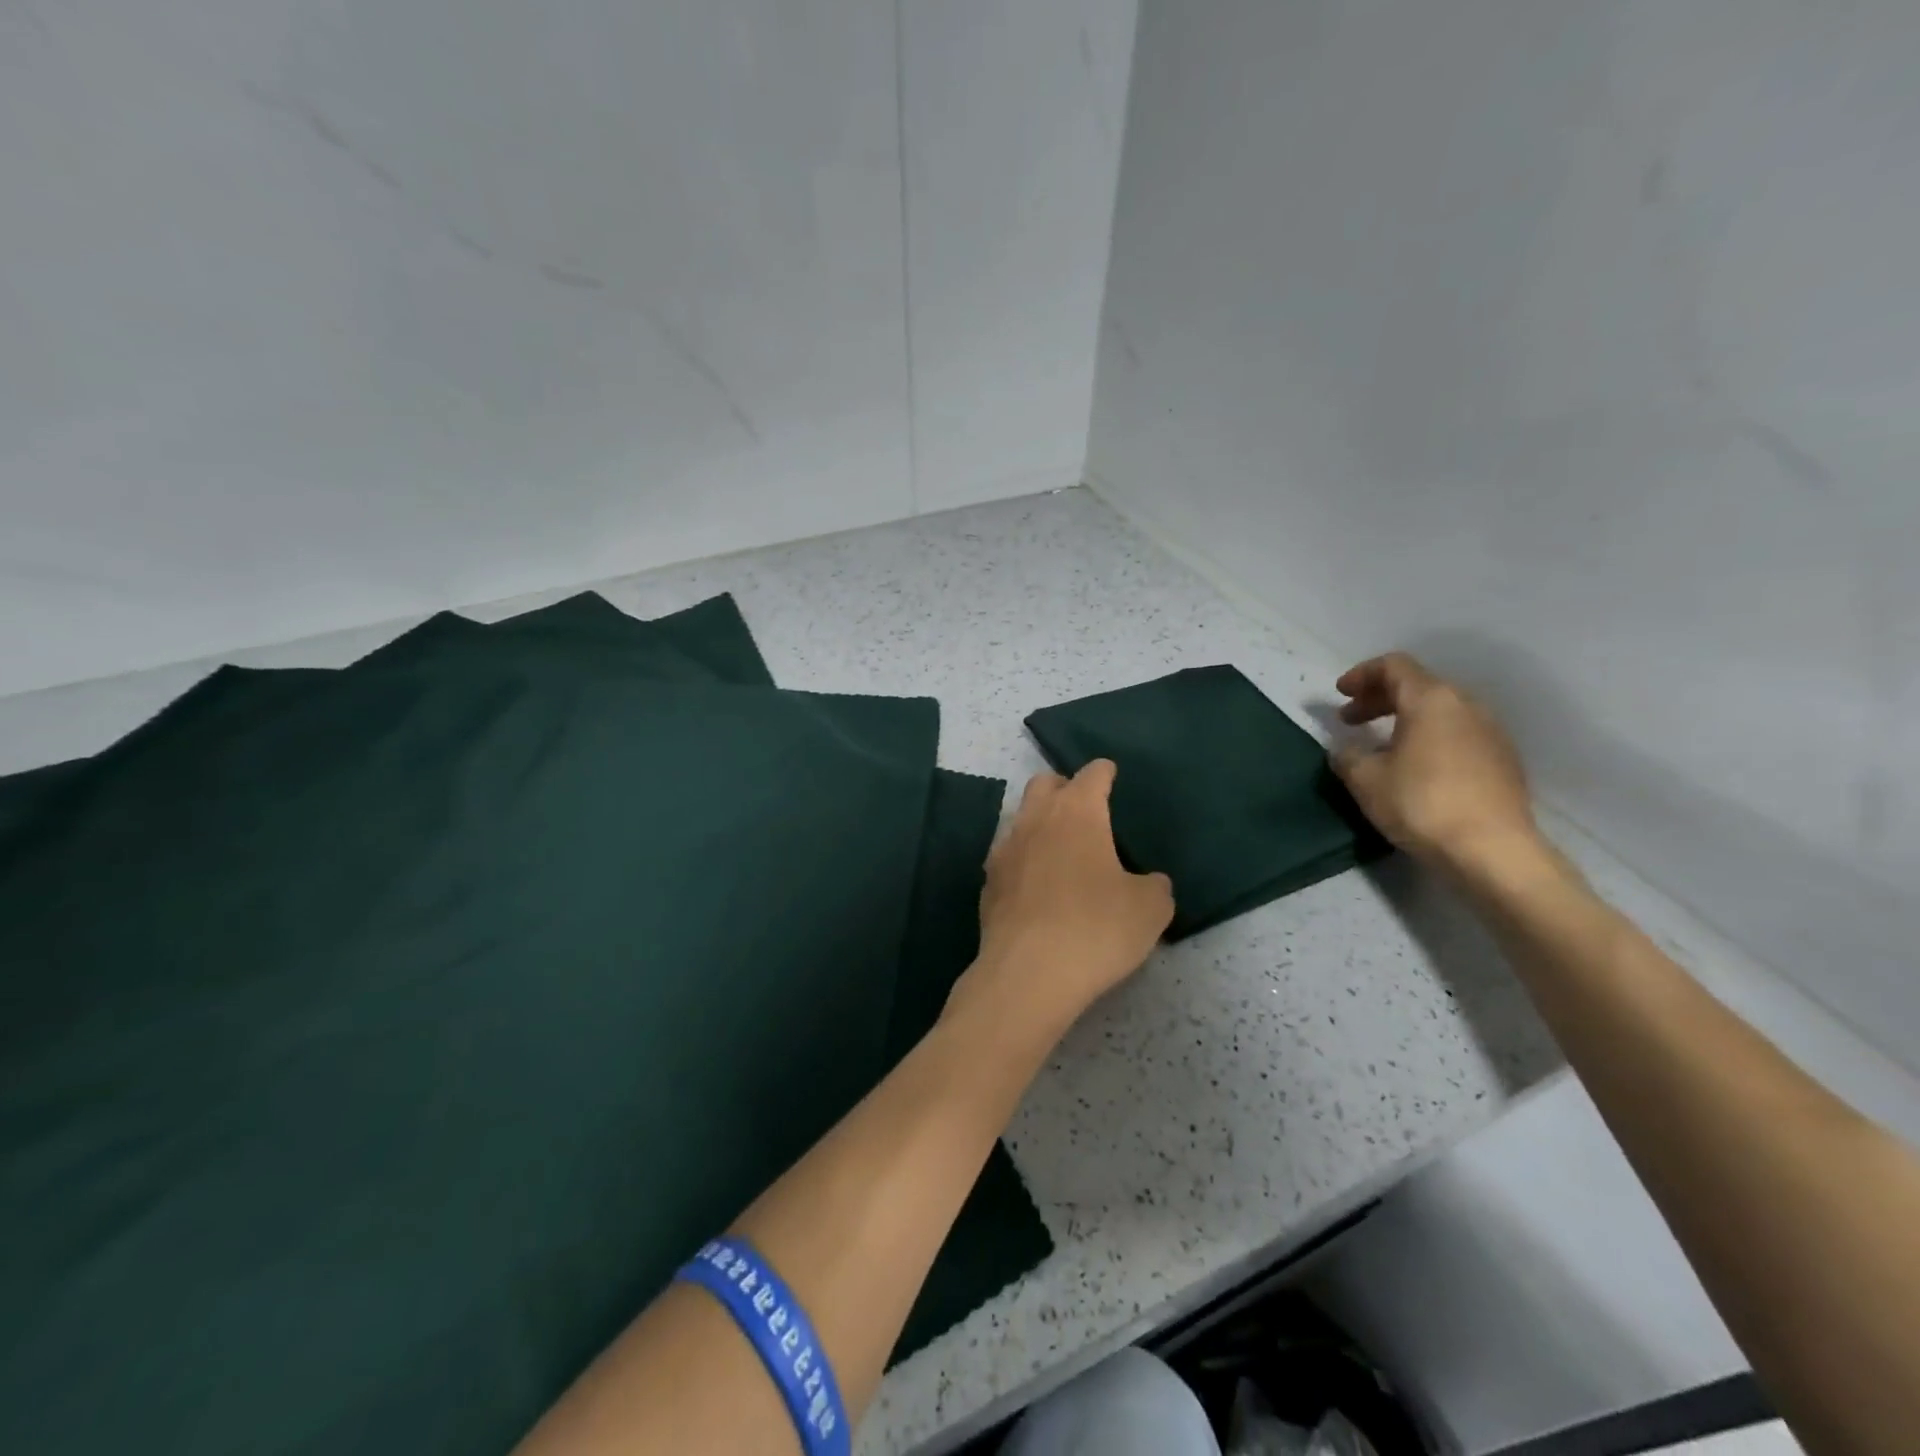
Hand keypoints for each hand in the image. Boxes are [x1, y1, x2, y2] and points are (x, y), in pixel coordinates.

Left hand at [952, 761, 1173, 1043]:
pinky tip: (1037, 887)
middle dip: (1064, 788)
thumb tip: (1148, 883)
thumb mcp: (1149, 909)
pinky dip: (1024, 861)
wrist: (1029, 974)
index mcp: (1077, 812)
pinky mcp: (988, 884)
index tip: (1110, 775)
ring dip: (1040, 824)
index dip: (1104, 773)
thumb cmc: (1096, 929)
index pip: (1091, 775)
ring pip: (1021, 819)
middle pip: (1044, 784)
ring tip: (1061, 850)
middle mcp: (1035, 820)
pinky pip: (1008, 857)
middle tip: (1084, 809)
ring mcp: (1005, 850)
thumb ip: (1154, 886)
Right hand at [1330, 653, 1539, 872]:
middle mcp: (1466, 705)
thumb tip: (1345, 749)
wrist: (1493, 851)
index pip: (1394, 666)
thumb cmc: (1421, 804)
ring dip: (1405, 718)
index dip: (1362, 674)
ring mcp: (1490, 732)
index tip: (1340, 694)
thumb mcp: (1365, 780)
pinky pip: (1457, 733)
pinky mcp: (1502, 760)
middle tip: (1351, 720)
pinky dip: (1428, 736)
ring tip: (1380, 745)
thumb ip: (1347, 756)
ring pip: (1440, 710)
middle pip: (1418, 685)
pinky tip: (1414, 767)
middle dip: (1379, 698)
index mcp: (1431, 700)